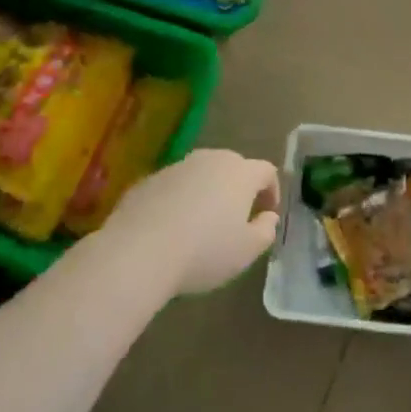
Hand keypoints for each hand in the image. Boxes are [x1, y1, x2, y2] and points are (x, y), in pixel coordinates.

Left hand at [103, 149, 281, 297]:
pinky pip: (174, 186)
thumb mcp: (247, 251)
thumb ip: (266, 230)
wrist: (138, 252)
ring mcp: (176, 167)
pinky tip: (172, 228)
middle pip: (233, 167)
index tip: (267, 214)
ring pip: (201, 174)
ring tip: (202, 224)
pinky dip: (180, 200)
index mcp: (240, 172)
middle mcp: (210, 160)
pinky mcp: (148, 180)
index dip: (271, 191)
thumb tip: (268, 217)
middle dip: (239, 189)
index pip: (266, 171)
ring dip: (208, 193)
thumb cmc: (205, 251)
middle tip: (237, 218)